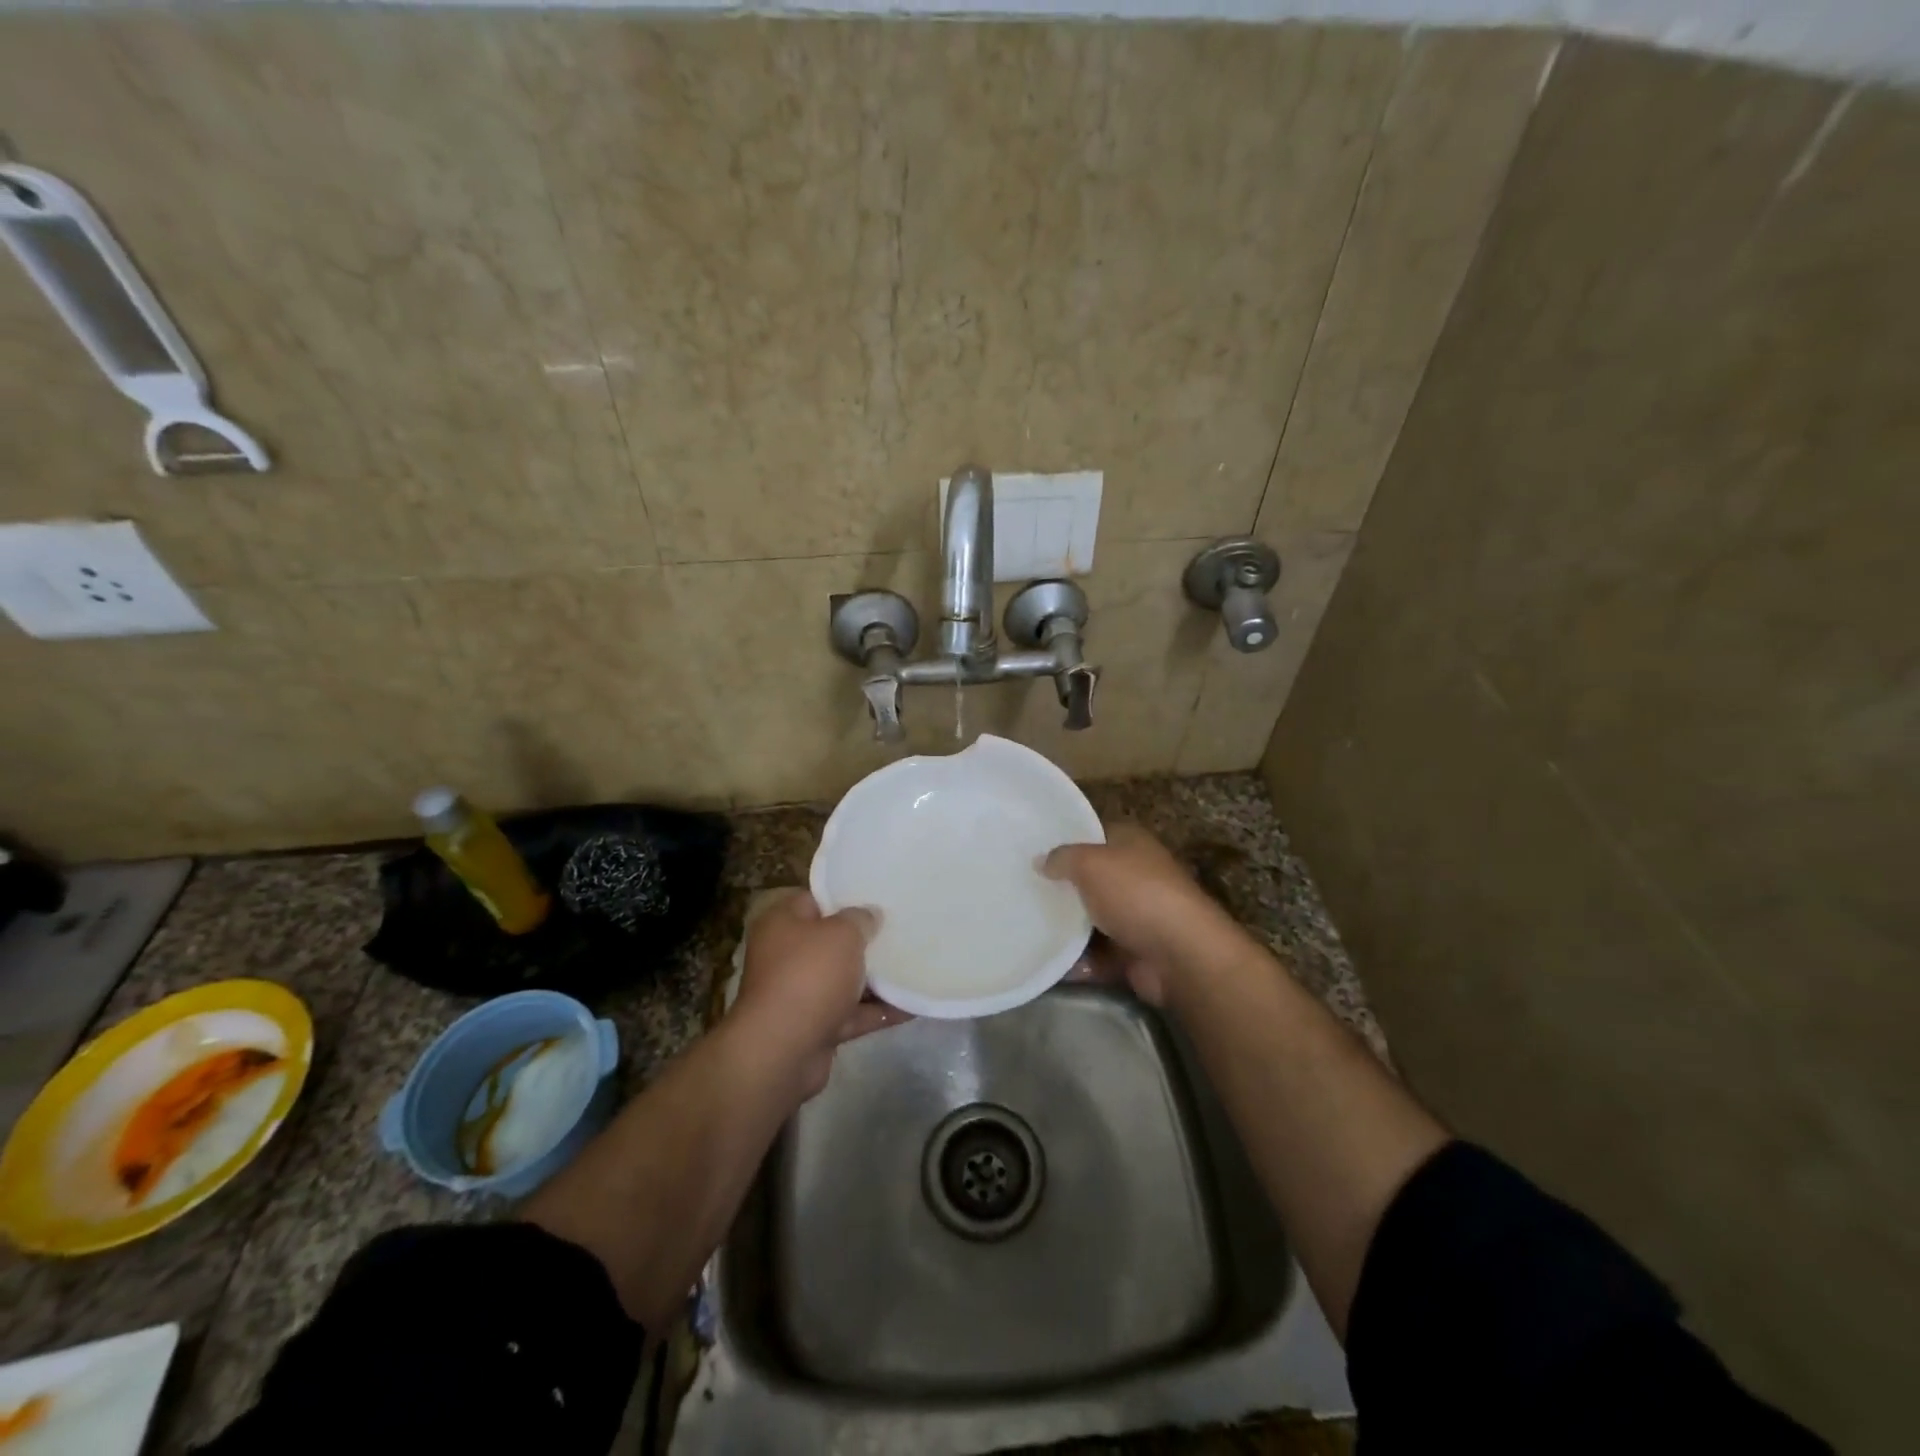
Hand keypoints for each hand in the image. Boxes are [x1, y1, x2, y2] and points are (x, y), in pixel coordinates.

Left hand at [731, 890, 908, 1097]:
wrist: (782, 1051)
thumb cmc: (809, 976)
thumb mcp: (842, 934)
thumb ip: (860, 919)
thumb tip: (870, 915)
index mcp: (782, 924)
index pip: (815, 900)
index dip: (846, 897)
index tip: (878, 897)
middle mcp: (785, 956)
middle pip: (831, 942)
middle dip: (865, 940)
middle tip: (901, 929)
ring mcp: (799, 994)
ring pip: (843, 980)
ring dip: (875, 978)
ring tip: (914, 965)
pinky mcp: (814, 1028)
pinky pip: (851, 1013)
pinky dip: (877, 1011)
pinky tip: (912, 1006)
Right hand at [1044, 825, 1246, 1006]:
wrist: (1181, 955)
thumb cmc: (1136, 893)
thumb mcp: (1090, 863)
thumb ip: (1062, 858)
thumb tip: (1040, 861)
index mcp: (1131, 844)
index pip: (1094, 834)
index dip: (1065, 840)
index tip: (1031, 851)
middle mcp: (1136, 876)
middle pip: (1090, 879)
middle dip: (1060, 887)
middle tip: (1021, 891)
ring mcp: (1137, 917)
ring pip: (1091, 920)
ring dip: (1065, 928)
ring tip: (1025, 928)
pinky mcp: (1133, 953)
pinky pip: (1096, 956)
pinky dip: (1075, 962)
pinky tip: (1044, 962)